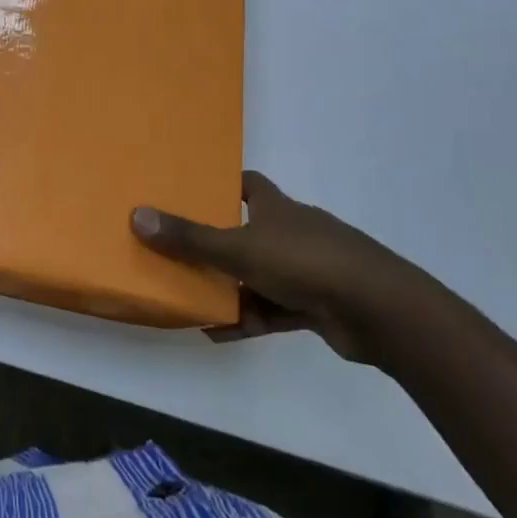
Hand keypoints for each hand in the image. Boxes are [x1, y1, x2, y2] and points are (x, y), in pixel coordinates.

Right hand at [131, 172, 422, 361]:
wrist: (379, 310)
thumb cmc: (305, 262)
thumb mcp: (238, 248)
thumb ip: (189, 237)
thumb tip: (137, 215)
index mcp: (277, 208)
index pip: (248, 185)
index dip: (222, 185)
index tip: (192, 192)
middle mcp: (292, 232)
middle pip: (249, 230)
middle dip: (216, 242)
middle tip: (178, 249)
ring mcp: (308, 269)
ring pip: (258, 273)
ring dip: (229, 286)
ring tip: (190, 296)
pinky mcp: (318, 305)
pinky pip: (273, 309)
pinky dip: (248, 317)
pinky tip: (218, 332)